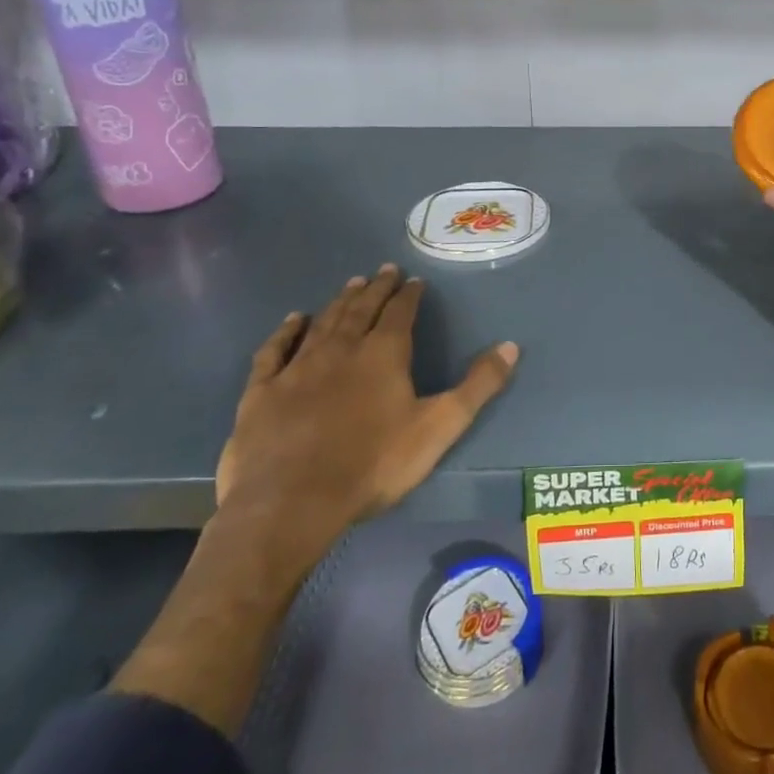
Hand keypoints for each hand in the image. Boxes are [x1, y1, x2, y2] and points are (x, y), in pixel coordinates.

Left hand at [213, 264, 518, 590]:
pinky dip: (286, 331)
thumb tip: (510, 345)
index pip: (400, 313)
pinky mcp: (263, 391)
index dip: (409, 294)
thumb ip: (477, 386)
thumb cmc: (373, 464)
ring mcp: (297, 367)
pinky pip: (275, 350)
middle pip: (361, 309)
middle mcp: (341, 349)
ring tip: (351, 283)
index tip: (414, 280)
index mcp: (383, 354)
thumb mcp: (439, 427)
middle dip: (375, 288)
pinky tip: (294, 320)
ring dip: (340, 301)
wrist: (290, 503)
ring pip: (323, 322)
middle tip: (384, 270)